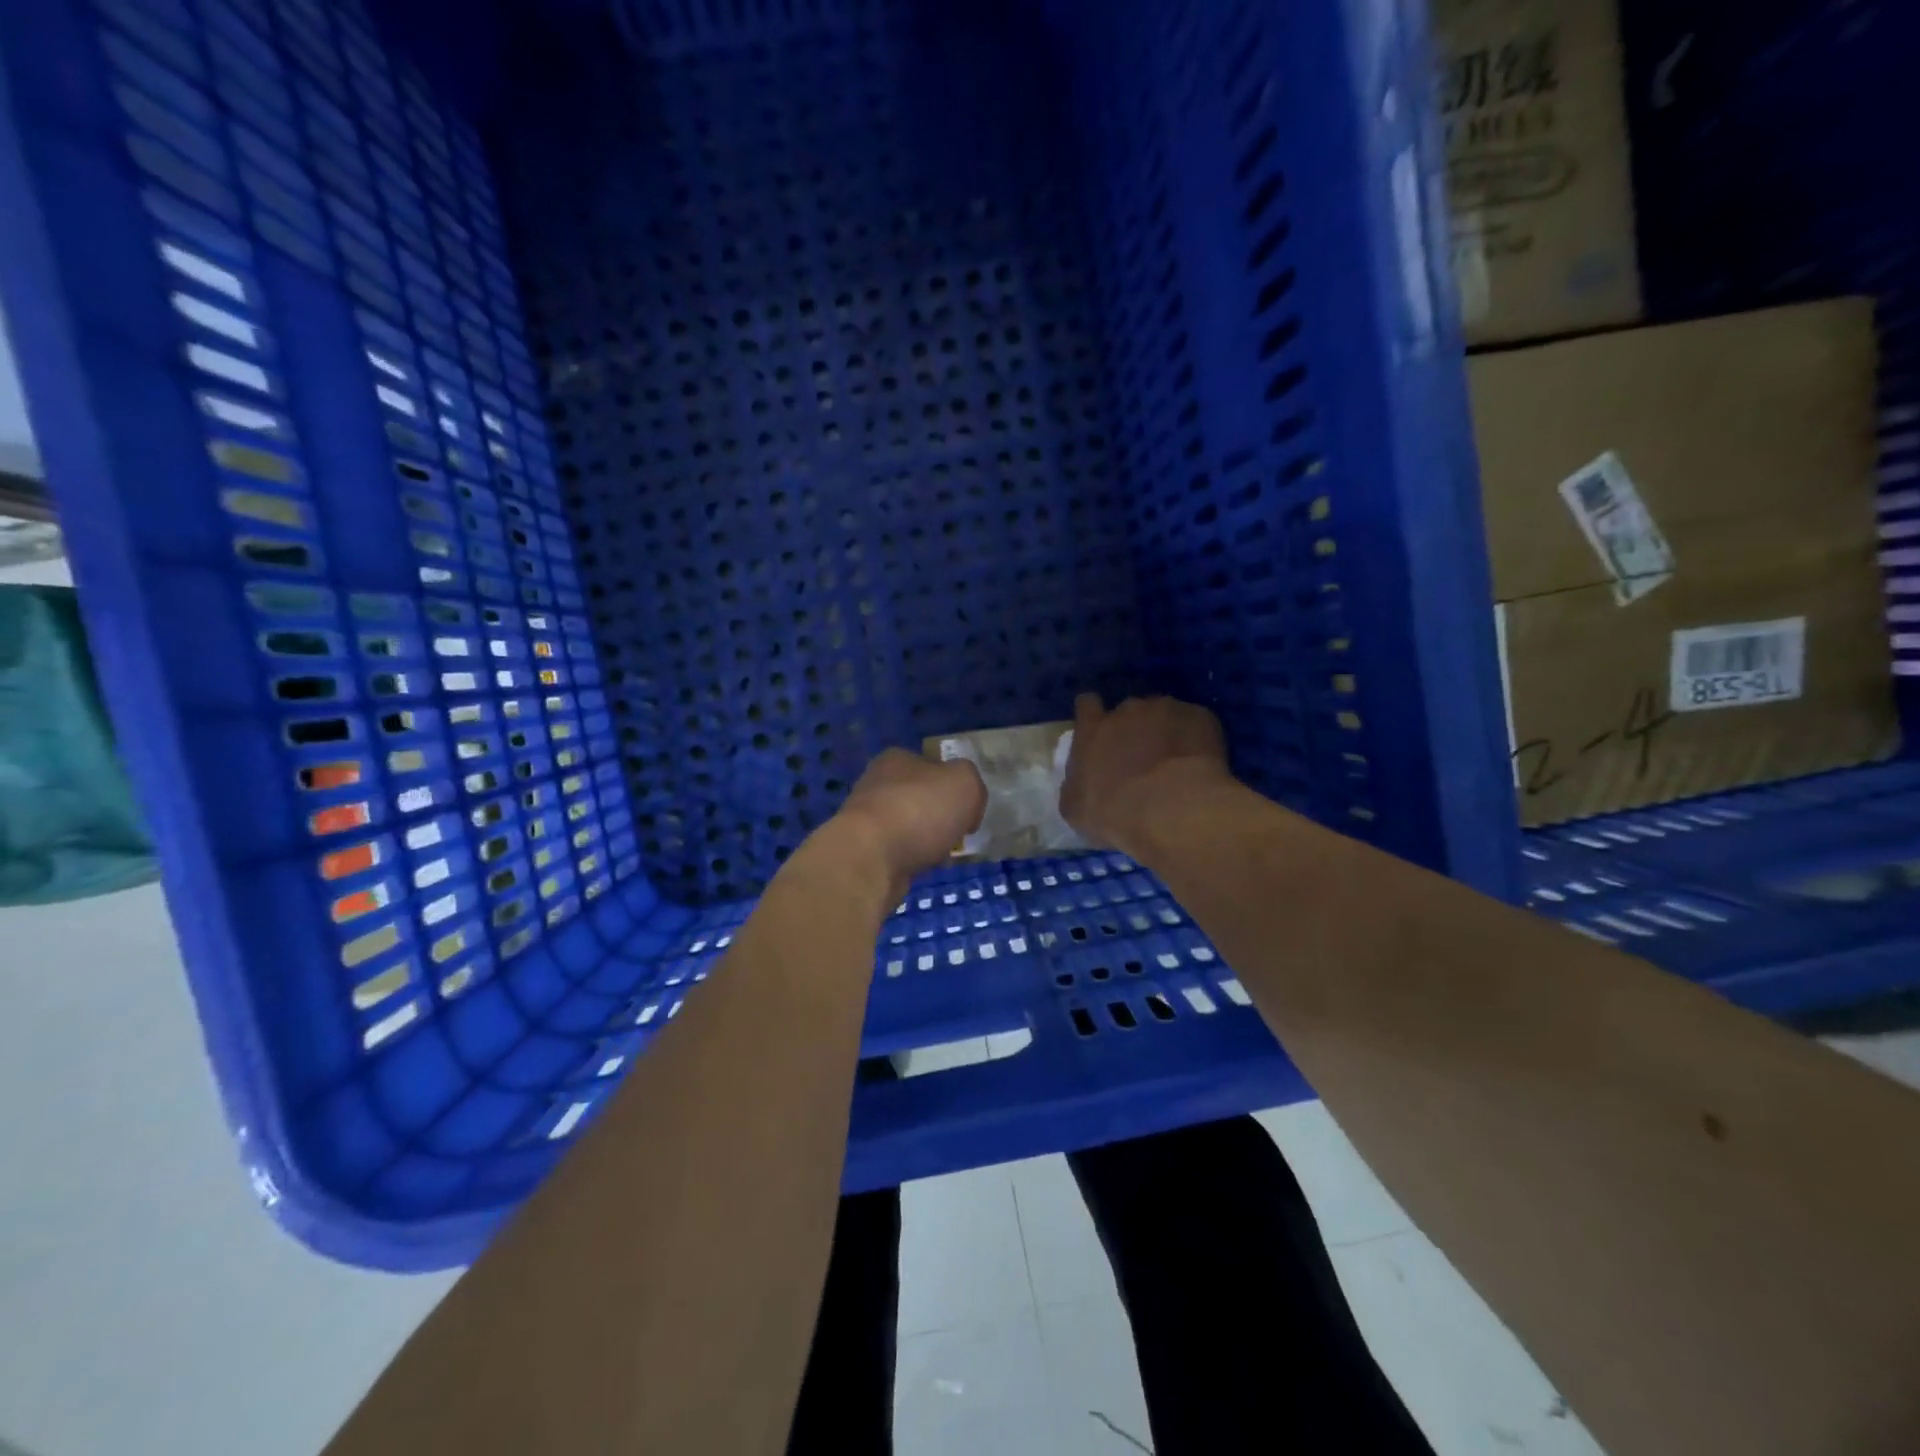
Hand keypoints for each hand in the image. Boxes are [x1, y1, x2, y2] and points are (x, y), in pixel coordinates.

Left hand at [835, 748, 986, 892]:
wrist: (871, 858)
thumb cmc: (920, 809)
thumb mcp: (965, 783)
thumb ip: (972, 783)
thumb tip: (966, 804)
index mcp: (897, 759)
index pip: (932, 765)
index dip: (954, 785)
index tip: (968, 808)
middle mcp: (876, 783)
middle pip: (919, 797)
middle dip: (940, 815)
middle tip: (959, 833)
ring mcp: (866, 818)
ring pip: (909, 826)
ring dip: (926, 840)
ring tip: (944, 855)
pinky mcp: (863, 850)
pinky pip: (898, 852)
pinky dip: (912, 859)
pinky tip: (924, 868)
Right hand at [1060, 694, 1231, 855]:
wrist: (1171, 810)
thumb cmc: (1114, 813)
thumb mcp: (1075, 808)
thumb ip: (1075, 784)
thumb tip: (1079, 782)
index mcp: (1092, 729)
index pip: (1086, 704)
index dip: (1093, 715)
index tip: (1099, 730)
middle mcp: (1127, 709)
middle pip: (1128, 710)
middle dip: (1133, 728)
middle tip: (1141, 757)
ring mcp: (1166, 709)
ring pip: (1164, 715)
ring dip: (1165, 732)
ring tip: (1175, 763)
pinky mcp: (1200, 717)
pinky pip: (1196, 724)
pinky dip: (1196, 739)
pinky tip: (1200, 764)